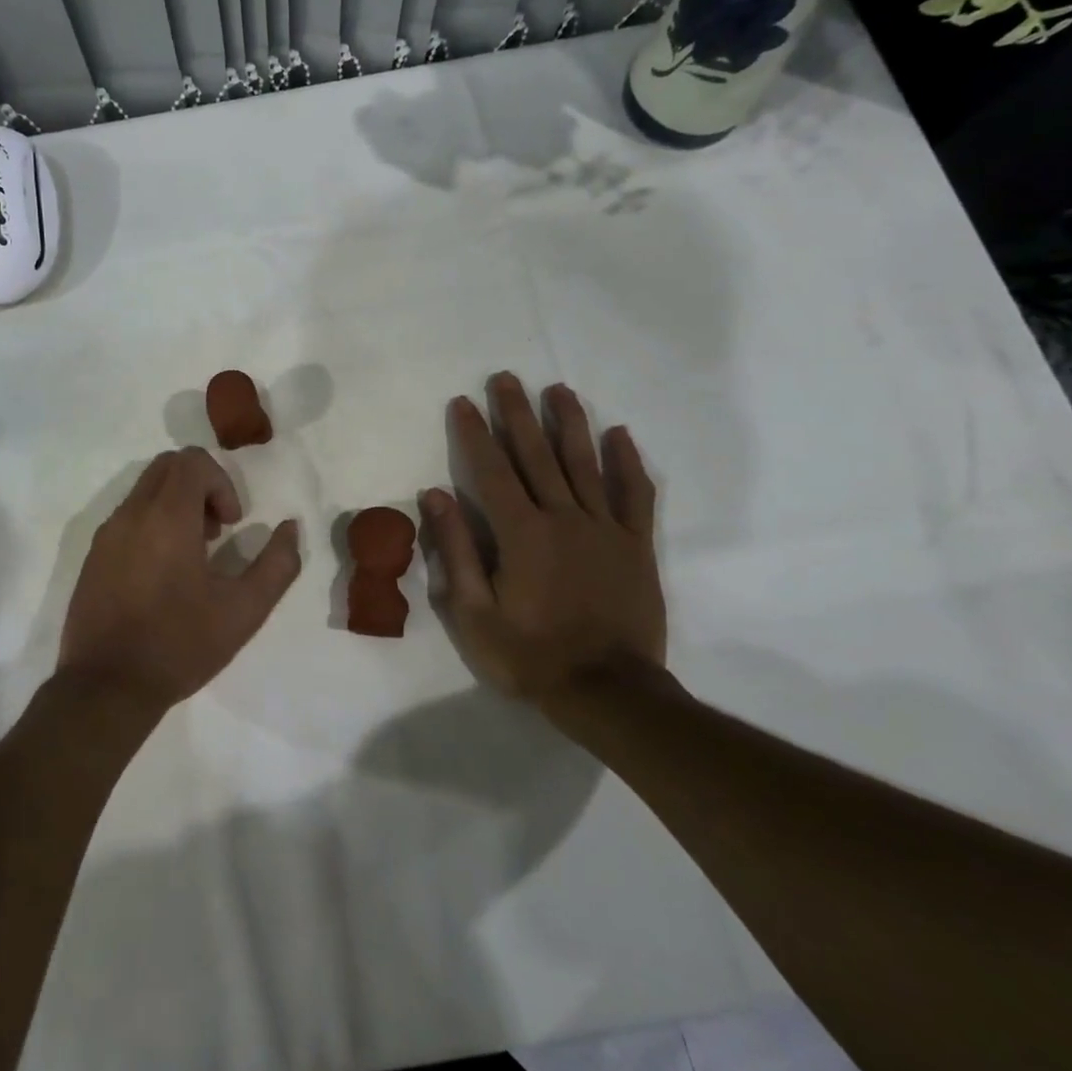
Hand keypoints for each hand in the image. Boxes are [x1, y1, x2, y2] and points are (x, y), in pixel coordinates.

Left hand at [58, 447, 301, 715]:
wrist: (106, 687)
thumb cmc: (180, 644)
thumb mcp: (245, 610)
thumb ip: (277, 564)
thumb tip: (290, 528)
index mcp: (167, 517)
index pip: (192, 461)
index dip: (222, 483)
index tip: (231, 525)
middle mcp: (131, 514)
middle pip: (167, 465)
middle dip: (199, 486)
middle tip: (215, 532)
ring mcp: (106, 534)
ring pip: (145, 489)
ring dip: (175, 504)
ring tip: (192, 555)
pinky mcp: (93, 556)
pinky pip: (127, 516)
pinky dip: (152, 523)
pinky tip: (162, 574)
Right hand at [421, 374, 666, 718]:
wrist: (609, 693)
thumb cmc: (530, 656)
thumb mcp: (474, 613)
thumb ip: (455, 550)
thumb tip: (435, 495)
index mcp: (520, 533)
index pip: (491, 470)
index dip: (473, 433)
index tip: (461, 402)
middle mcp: (562, 517)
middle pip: (536, 454)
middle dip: (517, 413)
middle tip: (505, 378)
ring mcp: (604, 528)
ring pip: (584, 463)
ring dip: (569, 423)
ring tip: (558, 390)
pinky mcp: (636, 545)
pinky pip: (634, 495)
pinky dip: (627, 463)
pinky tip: (619, 435)